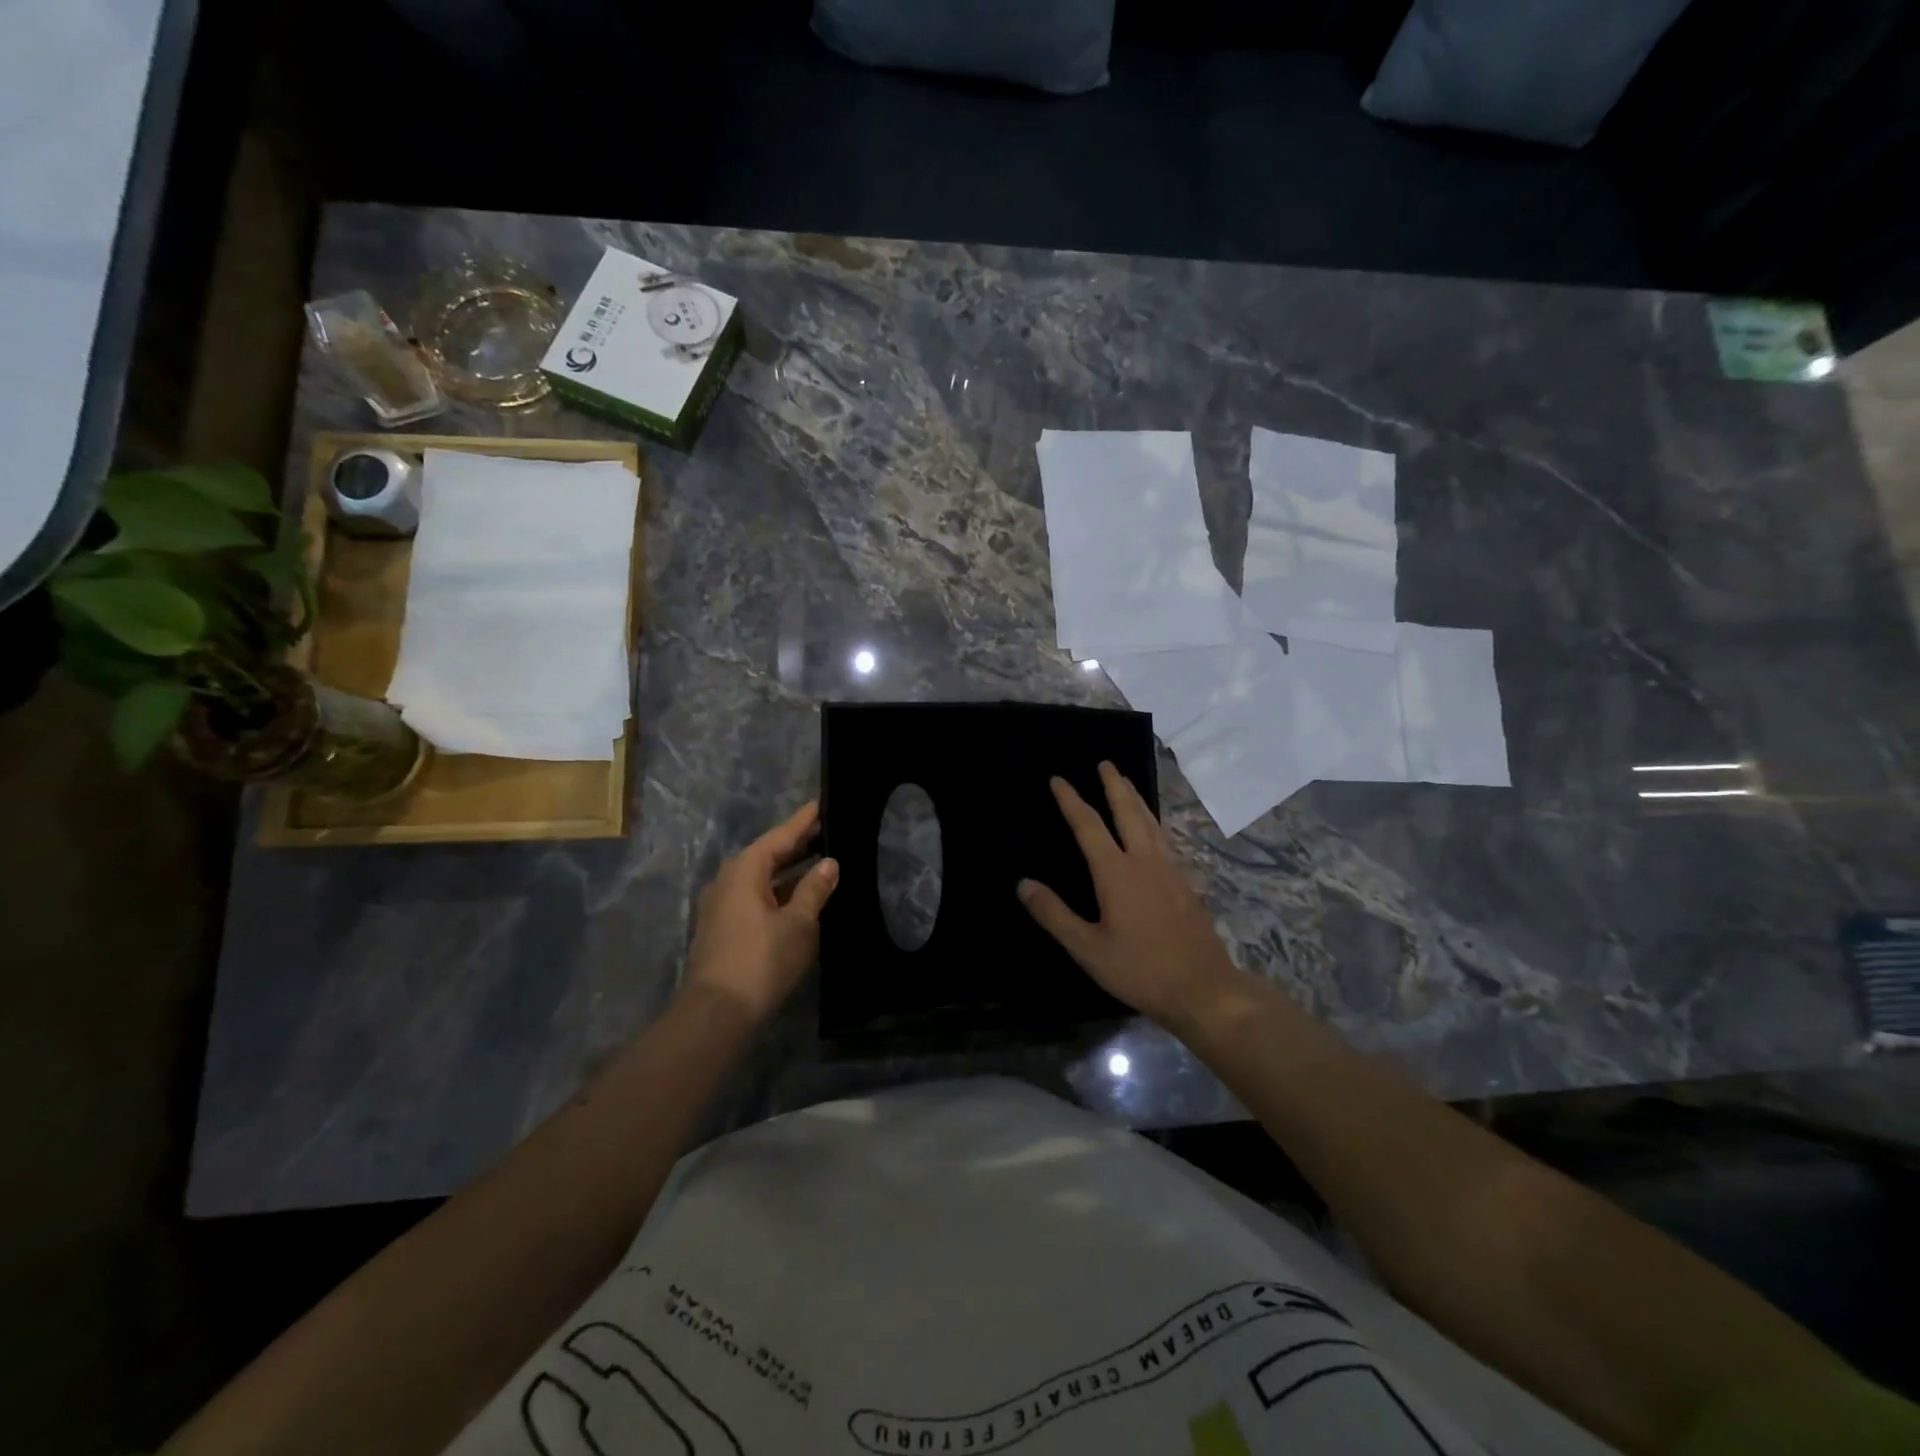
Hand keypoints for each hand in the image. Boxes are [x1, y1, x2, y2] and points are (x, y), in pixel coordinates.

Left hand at [685, 800, 838, 1023]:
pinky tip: (799, 896)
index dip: (804, 821)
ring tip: (820, 861)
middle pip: (768, 854)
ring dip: (789, 870)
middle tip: (828, 831)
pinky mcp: (723, 928)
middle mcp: (728, 880)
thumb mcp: (798, 923)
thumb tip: (829, 863)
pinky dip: (778, 890)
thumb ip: (814, 890)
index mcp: (745, 870)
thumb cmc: (761, 960)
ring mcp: (722, 905)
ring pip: (761, 878)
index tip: (822, 803)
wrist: (717, 1012)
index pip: (780, 836)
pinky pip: (755, 896)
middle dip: (797, 844)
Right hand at [1018, 763, 1238, 1025]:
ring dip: (1136, 798)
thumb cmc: (1140, 969)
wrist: (1203, 988)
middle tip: (1104, 763)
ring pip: (1150, 822)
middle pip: (1127, 812)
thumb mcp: (1088, 949)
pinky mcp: (1185, 883)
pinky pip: (1164, 838)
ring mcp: (1169, 869)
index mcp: (1116, 872)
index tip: (1057, 780)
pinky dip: (1152, 821)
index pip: (1088, 826)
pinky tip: (1153, 829)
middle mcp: (1144, 861)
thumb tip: (1023, 884)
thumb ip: (1055, 915)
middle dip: (1113, 785)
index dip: (1071, 800)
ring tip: (1127, 782)